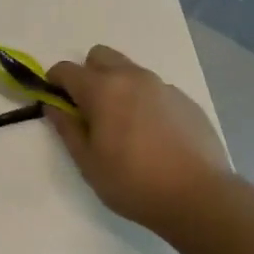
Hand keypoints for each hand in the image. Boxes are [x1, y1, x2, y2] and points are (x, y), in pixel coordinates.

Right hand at [45, 45, 229, 232]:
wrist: (199, 197)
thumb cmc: (133, 182)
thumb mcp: (87, 162)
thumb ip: (67, 129)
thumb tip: (53, 107)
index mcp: (103, 89)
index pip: (66, 69)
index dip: (54, 82)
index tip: (55, 101)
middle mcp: (132, 77)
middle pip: (99, 56)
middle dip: (87, 74)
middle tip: (89, 109)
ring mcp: (162, 86)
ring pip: (129, 70)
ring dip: (116, 86)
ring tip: (123, 124)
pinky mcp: (185, 100)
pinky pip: (154, 89)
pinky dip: (143, 101)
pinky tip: (152, 135)